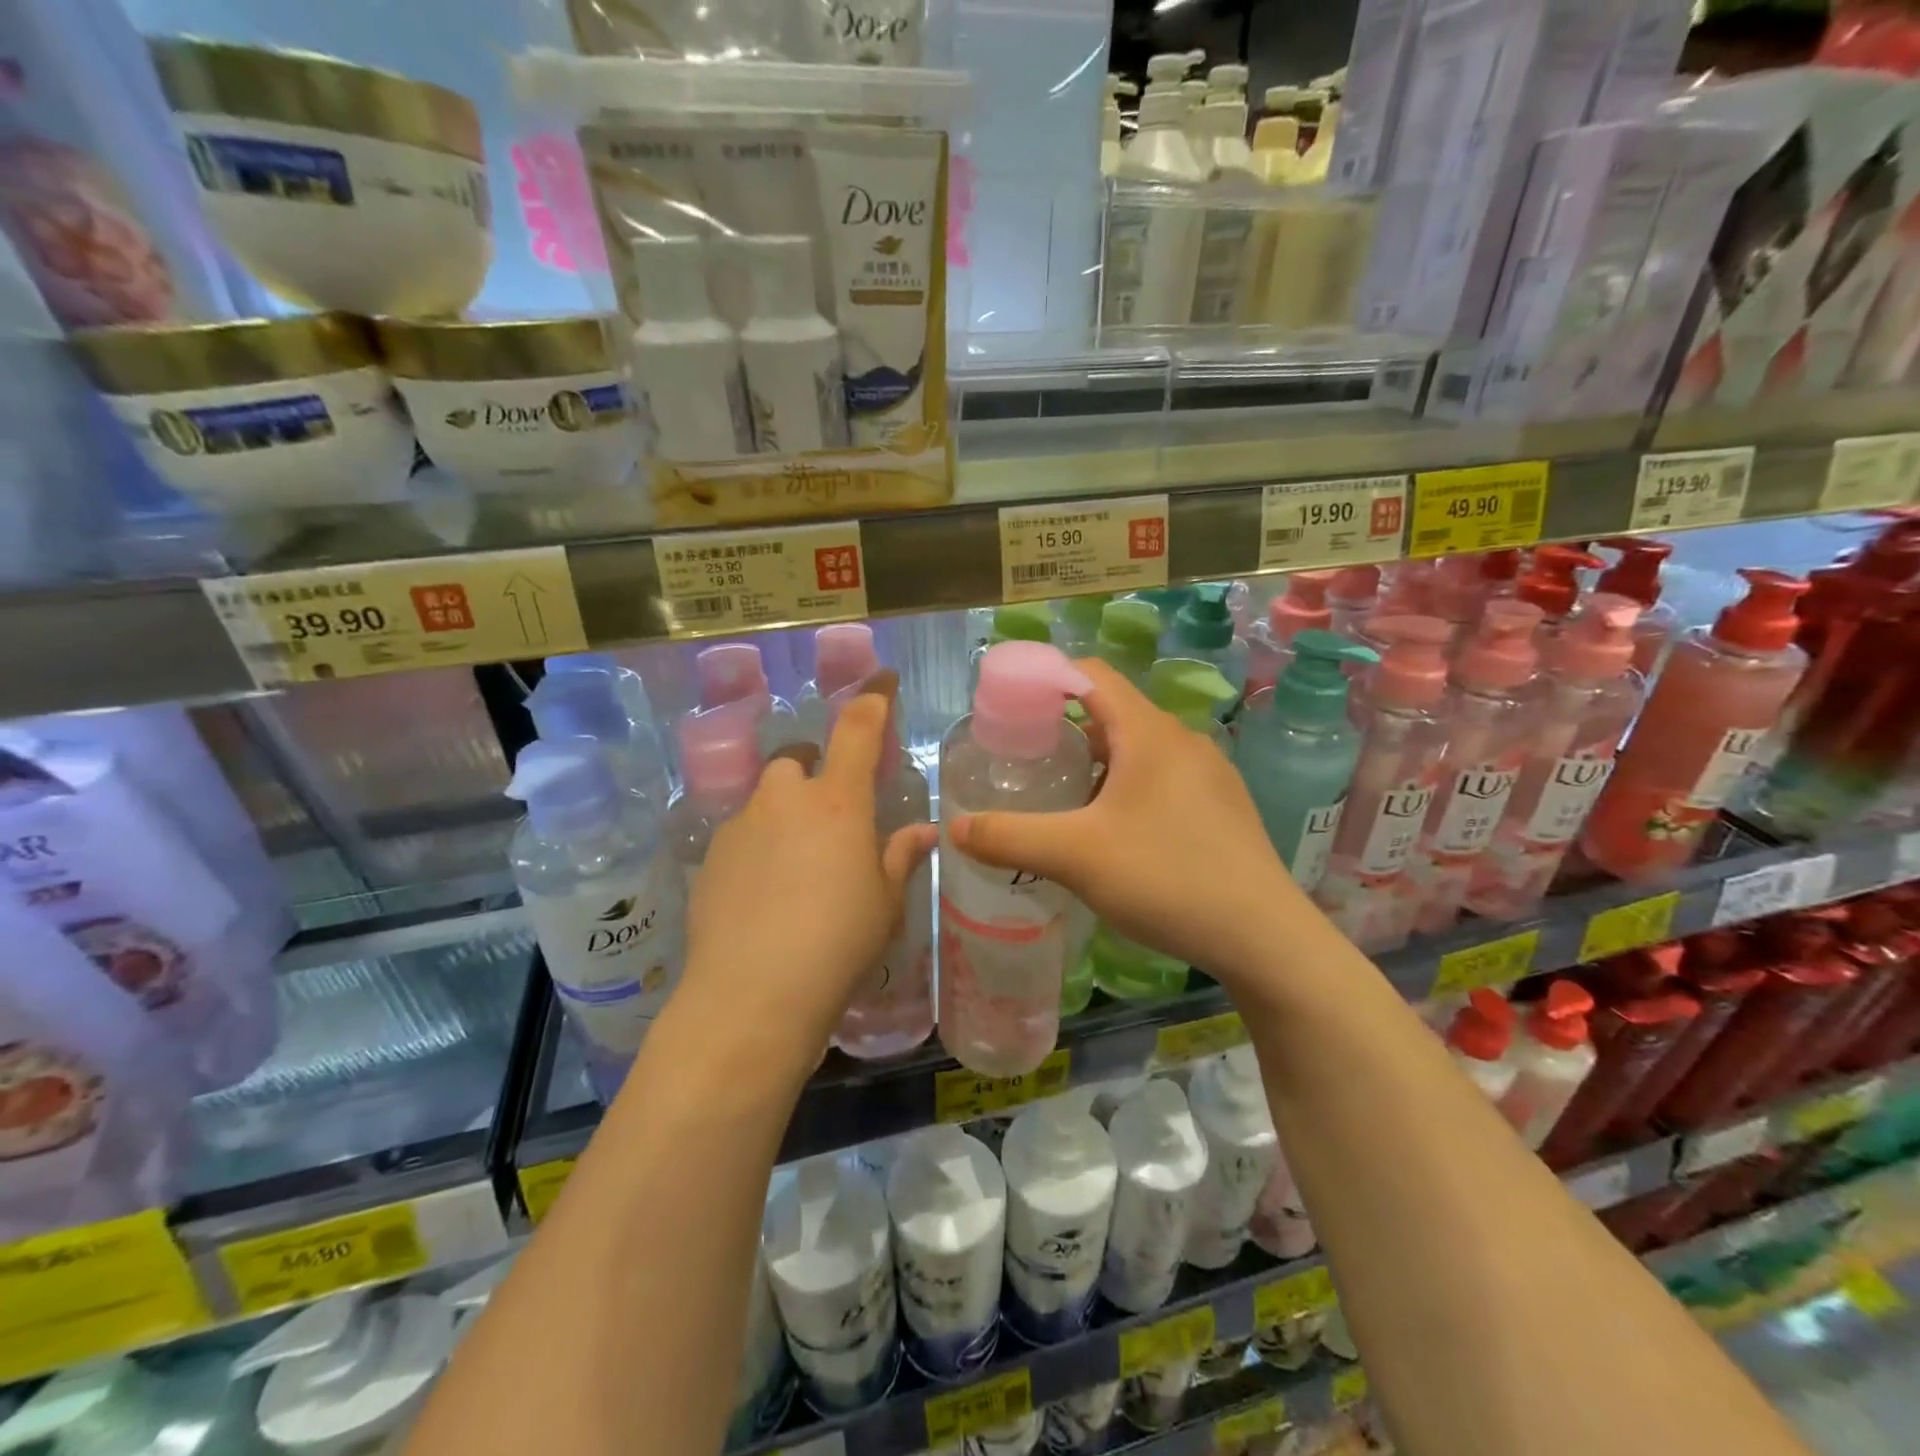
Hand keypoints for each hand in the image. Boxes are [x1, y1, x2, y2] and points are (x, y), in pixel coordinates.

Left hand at [680, 672, 937, 1064]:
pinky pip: (741, 836)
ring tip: (798, 866)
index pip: (857, 730)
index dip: (873, 699)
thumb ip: (900, 857)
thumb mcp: (886, 904)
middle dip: (814, 771)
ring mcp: (741, 827)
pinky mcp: (709, 858)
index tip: (882, 679)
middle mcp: (785, 800)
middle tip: (832, 814)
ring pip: (766, 800)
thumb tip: (924, 831)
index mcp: (838, 803)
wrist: (753, 995)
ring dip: (785, 814)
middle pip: (798, 759)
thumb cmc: (838, 943)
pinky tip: (765, 895)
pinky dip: (758, 848)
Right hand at [948, 659, 1309, 992]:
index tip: (1010, 709)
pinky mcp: (1222, 807)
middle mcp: (1183, 741)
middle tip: (1026, 762)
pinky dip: (1127, 788)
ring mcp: (1209, 774)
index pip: (1091, 675)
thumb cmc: (1165, 878)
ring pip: (1138, 750)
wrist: (1263, 937)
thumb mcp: (1074, 856)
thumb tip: (954, 830)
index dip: (1046, 679)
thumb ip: (1009, 837)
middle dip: (1065, 730)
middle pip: (1112, 713)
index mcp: (1149, 732)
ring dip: (1097, 764)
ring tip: (1062, 799)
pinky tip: (1112, 833)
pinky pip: (1162, 779)